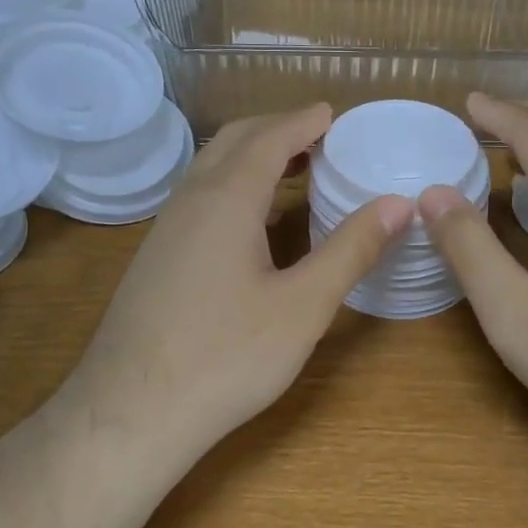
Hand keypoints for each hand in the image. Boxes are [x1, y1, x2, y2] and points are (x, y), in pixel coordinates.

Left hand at [66, 104, 410, 455]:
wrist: (128, 414)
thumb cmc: (225, 358)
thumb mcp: (302, 306)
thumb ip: (351, 250)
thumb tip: (399, 204)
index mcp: (226, 199)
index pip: (270, 137)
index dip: (304, 121)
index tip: (335, 113)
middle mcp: (191, 200)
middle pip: (235, 141)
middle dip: (278, 129)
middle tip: (321, 137)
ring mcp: (166, 228)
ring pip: (212, 168)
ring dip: (253, 155)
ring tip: (295, 169)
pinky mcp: (156, 256)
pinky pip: (200, 196)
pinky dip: (235, 184)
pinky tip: (254, 220)